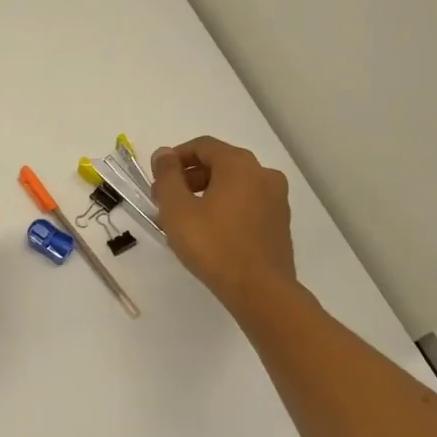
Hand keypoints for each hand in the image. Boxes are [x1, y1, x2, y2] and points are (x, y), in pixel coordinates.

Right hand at [150, 137, 296, 311]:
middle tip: (165, 199)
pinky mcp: (280, 223)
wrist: (260, 291)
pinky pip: (247, 204)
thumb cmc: (213, 245)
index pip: (202, 146)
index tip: (157, 178)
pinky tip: (210, 231)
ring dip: (206, 193)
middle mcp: (263, 174)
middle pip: (219, 164)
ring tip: (184, 218)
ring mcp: (276, 199)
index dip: (175, 158)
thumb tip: (164, 154)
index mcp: (239, 164)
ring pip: (234, 185)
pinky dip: (226, 207)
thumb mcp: (177, 209)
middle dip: (189, 177)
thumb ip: (167, 176)